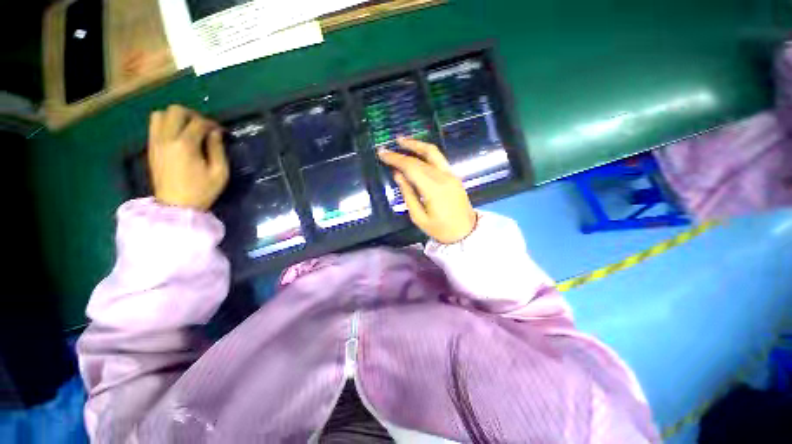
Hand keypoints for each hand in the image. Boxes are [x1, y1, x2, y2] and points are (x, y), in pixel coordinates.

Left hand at [148, 105, 228, 210]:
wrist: (176, 205)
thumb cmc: (202, 190)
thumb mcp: (219, 172)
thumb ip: (217, 149)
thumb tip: (216, 133)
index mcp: (186, 145)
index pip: (199, 122)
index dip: (212, 124)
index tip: (220, 131)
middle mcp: (167, 138)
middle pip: (176, 111)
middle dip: (192, 115)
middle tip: (203, 127)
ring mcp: (156, 142)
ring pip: (161, 114)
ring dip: (176, 117)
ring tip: (188, 129)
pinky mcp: (151, 147)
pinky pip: (154, 125)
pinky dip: (166, 124)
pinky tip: (177, 136)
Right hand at [378, 138, 476, 243]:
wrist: (466, 233)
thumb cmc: (440, 230)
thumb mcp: (419, 217)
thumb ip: (408, 194)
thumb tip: (397, 175)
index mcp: (433, 190)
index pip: (411, 167)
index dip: (396, 159)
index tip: (382, 153)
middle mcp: (443, 177)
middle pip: (420, 159)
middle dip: (402, 152)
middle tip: (387, 148)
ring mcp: (451, 175)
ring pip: (433, 153)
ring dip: (416, 145)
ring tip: (402, 141)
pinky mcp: (454, 176)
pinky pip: (439, 159)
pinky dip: (426, 152)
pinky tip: (417, 152)